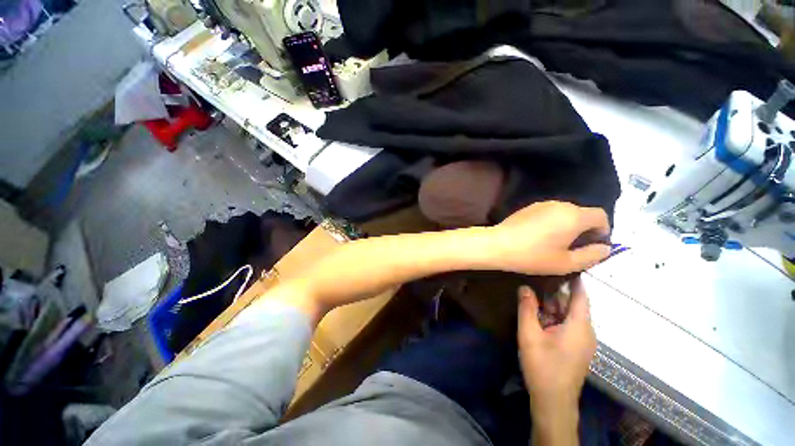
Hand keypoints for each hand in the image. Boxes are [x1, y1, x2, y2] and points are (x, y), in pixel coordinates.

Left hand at [485, 201, 610, 274]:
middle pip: (582, 213)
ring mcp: (542, 204)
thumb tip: (605, 248)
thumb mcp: (566, 263)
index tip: (594, 245)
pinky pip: (549, 212)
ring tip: (557, 243)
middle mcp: (560, 205)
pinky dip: (552, 222)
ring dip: (567, 225)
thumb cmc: (533, 255)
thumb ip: (591, 255)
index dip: (603, 230)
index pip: (600, 216)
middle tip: (575, 247)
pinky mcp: (528, 207)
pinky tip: (541, 236)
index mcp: (574, 216)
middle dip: (585, 229)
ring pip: (564, 212)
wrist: (498, 245)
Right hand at [517, 279, 596, 444]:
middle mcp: (585, 331)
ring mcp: (581, 341)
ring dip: (552, 305)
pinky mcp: (575, 347)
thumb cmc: (543, 366)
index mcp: (579, 326)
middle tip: (537, 276)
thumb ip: (527, 309)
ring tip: (534, 290)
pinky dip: (553, 316)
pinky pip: (566, 324)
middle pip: (572, 304)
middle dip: (555, 292)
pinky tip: (538, 313)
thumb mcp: (530, 334)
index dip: (574, 280)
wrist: (553, 401)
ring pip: (568, 315)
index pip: (580, 296)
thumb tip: (524, 287)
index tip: (563, 263)